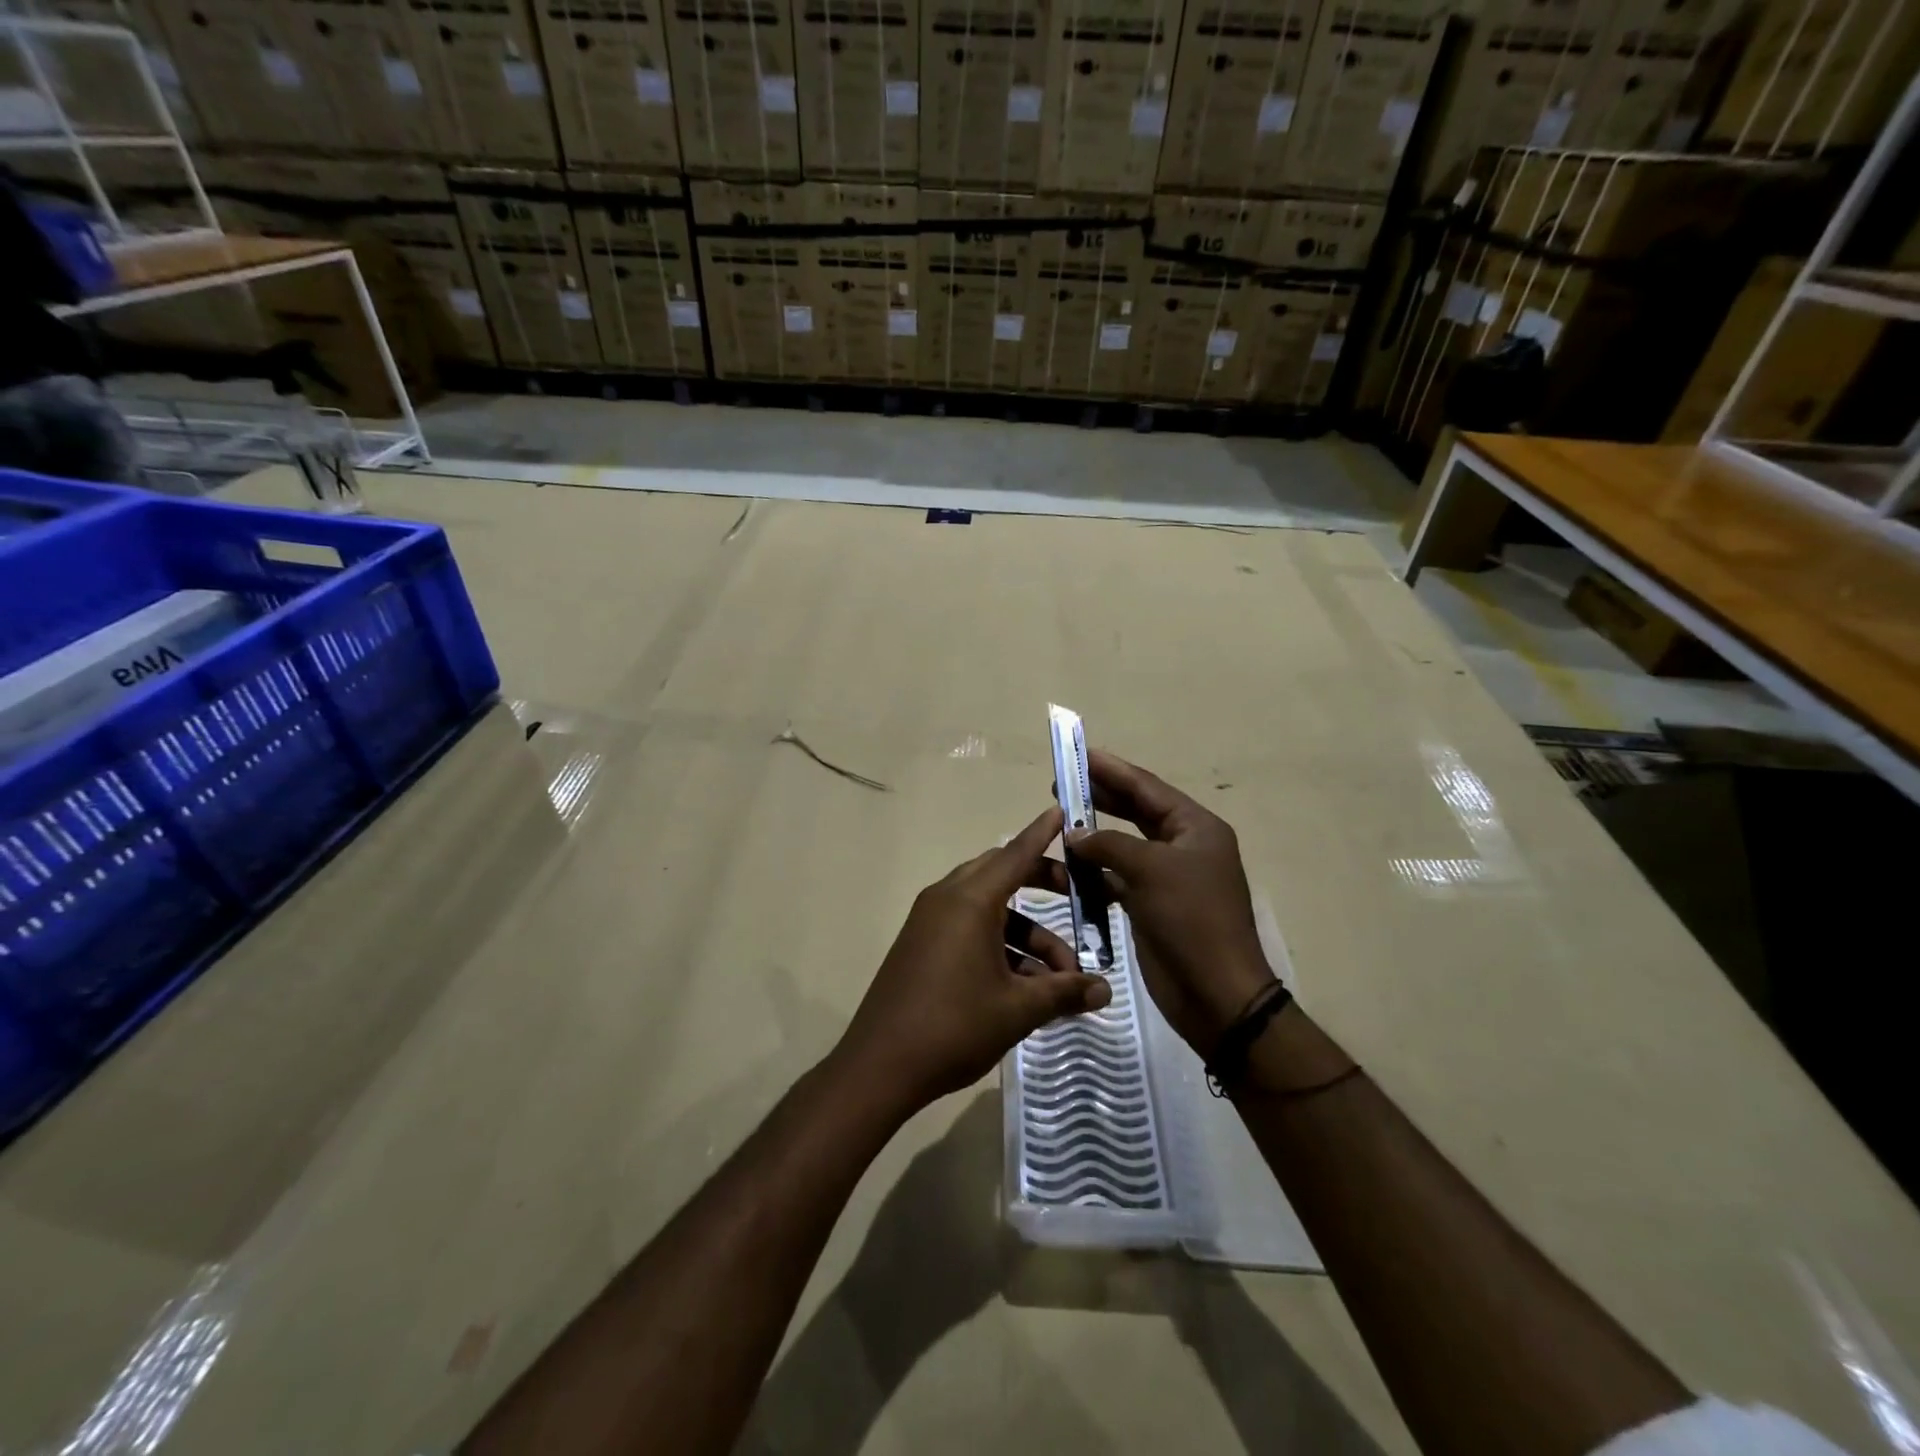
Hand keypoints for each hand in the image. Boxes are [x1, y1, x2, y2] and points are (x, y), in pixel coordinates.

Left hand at [836, 806, 1112, 1113]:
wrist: (879, 1066)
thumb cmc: (953, 1026)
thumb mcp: (1017, 1009)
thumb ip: (1064, 992)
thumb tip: (1106, 991)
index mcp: (970, 900)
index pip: (1016, 854)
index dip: (1042, 834)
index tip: (1062, 811)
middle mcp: (947, 899)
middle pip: (1002, 875)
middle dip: (1042, 885)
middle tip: (1079, 898)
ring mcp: (930, 921)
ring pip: (989, 910)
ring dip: (1026, 934)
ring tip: (1060, 978)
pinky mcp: (921, 945)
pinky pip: (969, 929)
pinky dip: (999, 946)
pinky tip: (1026, 988)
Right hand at [1068, 751, 1275, 1054]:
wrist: (1216, 993)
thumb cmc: (1191, 919)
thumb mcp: (1150, 870)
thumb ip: (1108, 843)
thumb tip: (1074, 833)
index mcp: (1196, 828)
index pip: (1147, 788)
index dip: (1112, 769)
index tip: (1079, 754)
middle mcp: (1184, 847)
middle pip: (1136, 811)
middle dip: (1100, 797)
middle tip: (1061, 785)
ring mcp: (1168, 878)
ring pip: (1124, 846)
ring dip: (1093, 837)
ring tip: (1059, 823)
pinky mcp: (1152, 906)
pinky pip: (1118, 878)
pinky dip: (1094, 873)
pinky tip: (1067, 869)